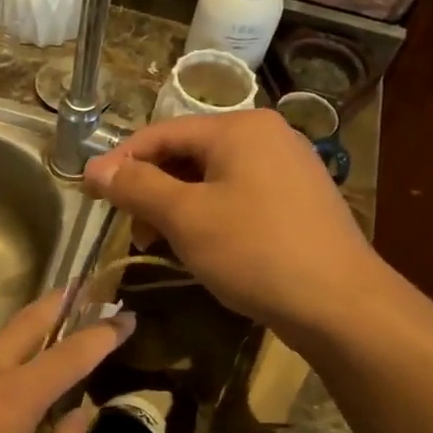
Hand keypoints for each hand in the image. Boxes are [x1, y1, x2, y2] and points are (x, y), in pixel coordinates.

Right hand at [83, 110, 379, 339]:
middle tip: (130, 228)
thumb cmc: (255, 251)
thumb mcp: (186, 217)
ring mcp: (289, 168)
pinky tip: (203, 247)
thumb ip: (137, 186)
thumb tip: (94, 167)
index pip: (161, 133)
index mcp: (240, 128)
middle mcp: (268, 136)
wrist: (341, 305)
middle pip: (189, 154)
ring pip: (214, 178)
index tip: (90, 193)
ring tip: (161, 243)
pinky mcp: (300, 201)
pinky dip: (210, 215)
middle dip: (152, 189)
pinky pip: (240, 196)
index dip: (121, 161)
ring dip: (178, 206)